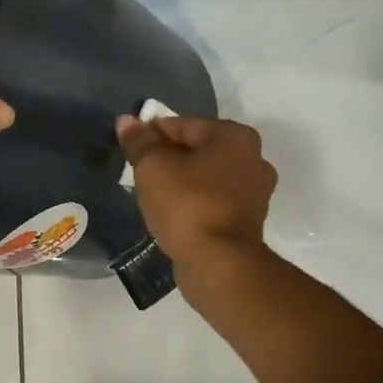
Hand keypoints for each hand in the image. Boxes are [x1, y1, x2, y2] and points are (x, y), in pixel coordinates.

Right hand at [117, 113, 275, 267]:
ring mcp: (255, 193)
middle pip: (198, 150)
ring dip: (182, 182)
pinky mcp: (248, 222)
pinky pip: (213, 202)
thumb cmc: (186, 204)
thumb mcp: (153, 167)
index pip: (183, 125)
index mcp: (235, 136)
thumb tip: (126, 121)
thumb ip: (140, 142)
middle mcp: (253, 159)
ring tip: (154, 196)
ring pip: (207, 178)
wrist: (218, 262)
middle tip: (140, 174)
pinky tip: (174, 215)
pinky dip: (194, 204)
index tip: (130, 151)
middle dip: (169, 158)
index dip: (152, 135)